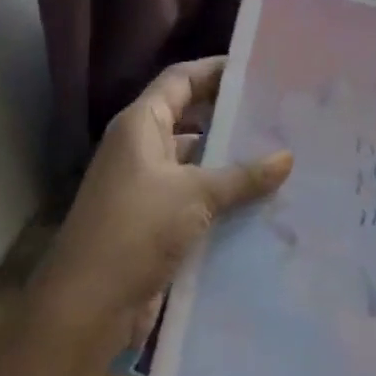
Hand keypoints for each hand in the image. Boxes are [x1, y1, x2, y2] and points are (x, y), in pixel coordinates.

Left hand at [37, 56, 291, 345]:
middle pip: (192, 118)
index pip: (180, 80)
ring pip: (198, 162)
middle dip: (232, 116)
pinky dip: (226, 197)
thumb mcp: (195, 195)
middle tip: (281, 113)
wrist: (88, 308)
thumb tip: (288, 157)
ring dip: (233, 161)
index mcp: (141, 127)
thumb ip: (243, 175)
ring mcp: (148, 188)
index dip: (216, 70)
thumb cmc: (136, 231)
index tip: (258, 67)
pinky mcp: (157, 223)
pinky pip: (198, 198)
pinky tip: (264, 201)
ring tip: (283, 156)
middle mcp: (142, 150)